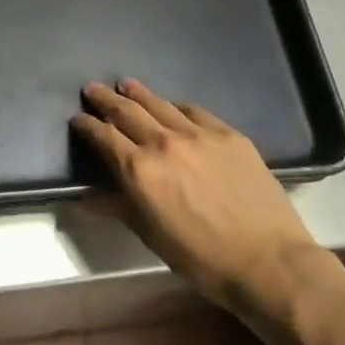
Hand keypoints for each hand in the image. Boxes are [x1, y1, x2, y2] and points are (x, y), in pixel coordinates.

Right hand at [72, 79, 330, 316]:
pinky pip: (194, 112)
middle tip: (92, 89)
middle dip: (106, 100)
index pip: (104, 137)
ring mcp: (199, 135)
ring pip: (160, 104)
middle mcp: (164, 143)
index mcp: (139, 170)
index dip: (87, 125)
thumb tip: (87, 199)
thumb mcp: (151, 235)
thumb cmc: (201, 257)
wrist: (267, 260)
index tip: (77, 118)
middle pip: (128, 112)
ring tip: (125, 84)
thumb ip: (118, 208)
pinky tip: (173, 106)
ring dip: (138, 93)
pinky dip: (176, 106)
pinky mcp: (228, 135)